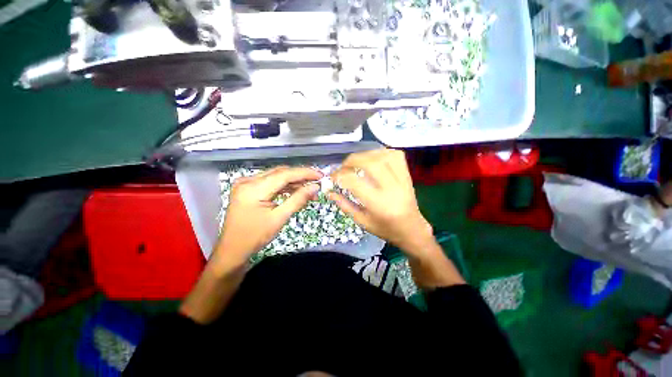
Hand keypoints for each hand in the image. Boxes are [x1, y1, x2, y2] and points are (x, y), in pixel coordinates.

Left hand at [215, 166, 321, 265]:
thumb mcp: (279, 219)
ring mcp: (246, 183)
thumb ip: (298, 200)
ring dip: (294, 181)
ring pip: (276, 176)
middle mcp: (248, 181)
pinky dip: (284, 186)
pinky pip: (270, 182)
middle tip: (317, 182)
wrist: (232, 249)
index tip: (320, 175)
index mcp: (253, 189)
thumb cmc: (255, 237)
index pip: (284, 175)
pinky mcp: (248, 188)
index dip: (304, 173)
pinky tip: (296, 190)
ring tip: (310, 189)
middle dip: (300, 176)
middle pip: (280, 173)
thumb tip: (315, 187)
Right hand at [329, 149, 433, 256]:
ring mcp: (402, 180)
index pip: (354, 182)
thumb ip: (344, 205)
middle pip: (371, 163)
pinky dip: (381, 153)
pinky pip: (396, 155)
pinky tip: (373, 159)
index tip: (332, 177)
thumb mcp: (361, 221)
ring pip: (383, 156)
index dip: (339, 175)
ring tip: (357, 162)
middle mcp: (392, 189)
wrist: (412, 230)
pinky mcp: (408, 175)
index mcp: (378, 205)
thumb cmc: (385, 229)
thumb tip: (329, 191)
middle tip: (343, 167)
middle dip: (352, 160)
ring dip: (366, 155)